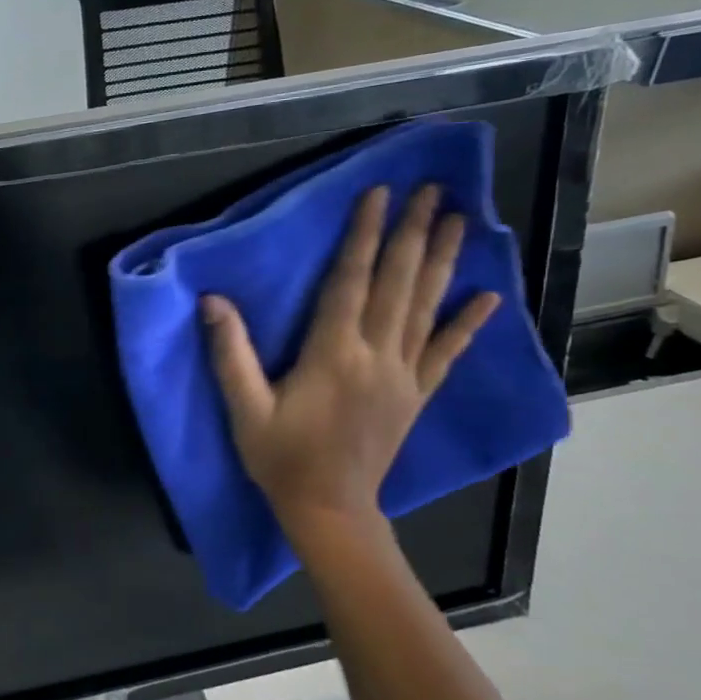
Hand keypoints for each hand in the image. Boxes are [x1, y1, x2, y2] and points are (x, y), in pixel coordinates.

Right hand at [202, 184, 498, 535]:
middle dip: (414, 234)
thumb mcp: (244, 408)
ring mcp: (403, 375)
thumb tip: (212, 300)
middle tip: (435, 190)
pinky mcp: (415, 395)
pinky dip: (467, 323)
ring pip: (426, 308)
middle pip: (398, 284)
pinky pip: (446, 353)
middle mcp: (375, 356)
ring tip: (462, 221)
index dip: (364, 235)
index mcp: (332, 354)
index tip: (379, 195)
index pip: (350, 281)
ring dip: (443, 262)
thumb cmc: (280, 457)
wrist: (329, 509)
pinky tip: (488, 297)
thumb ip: (230, 354)